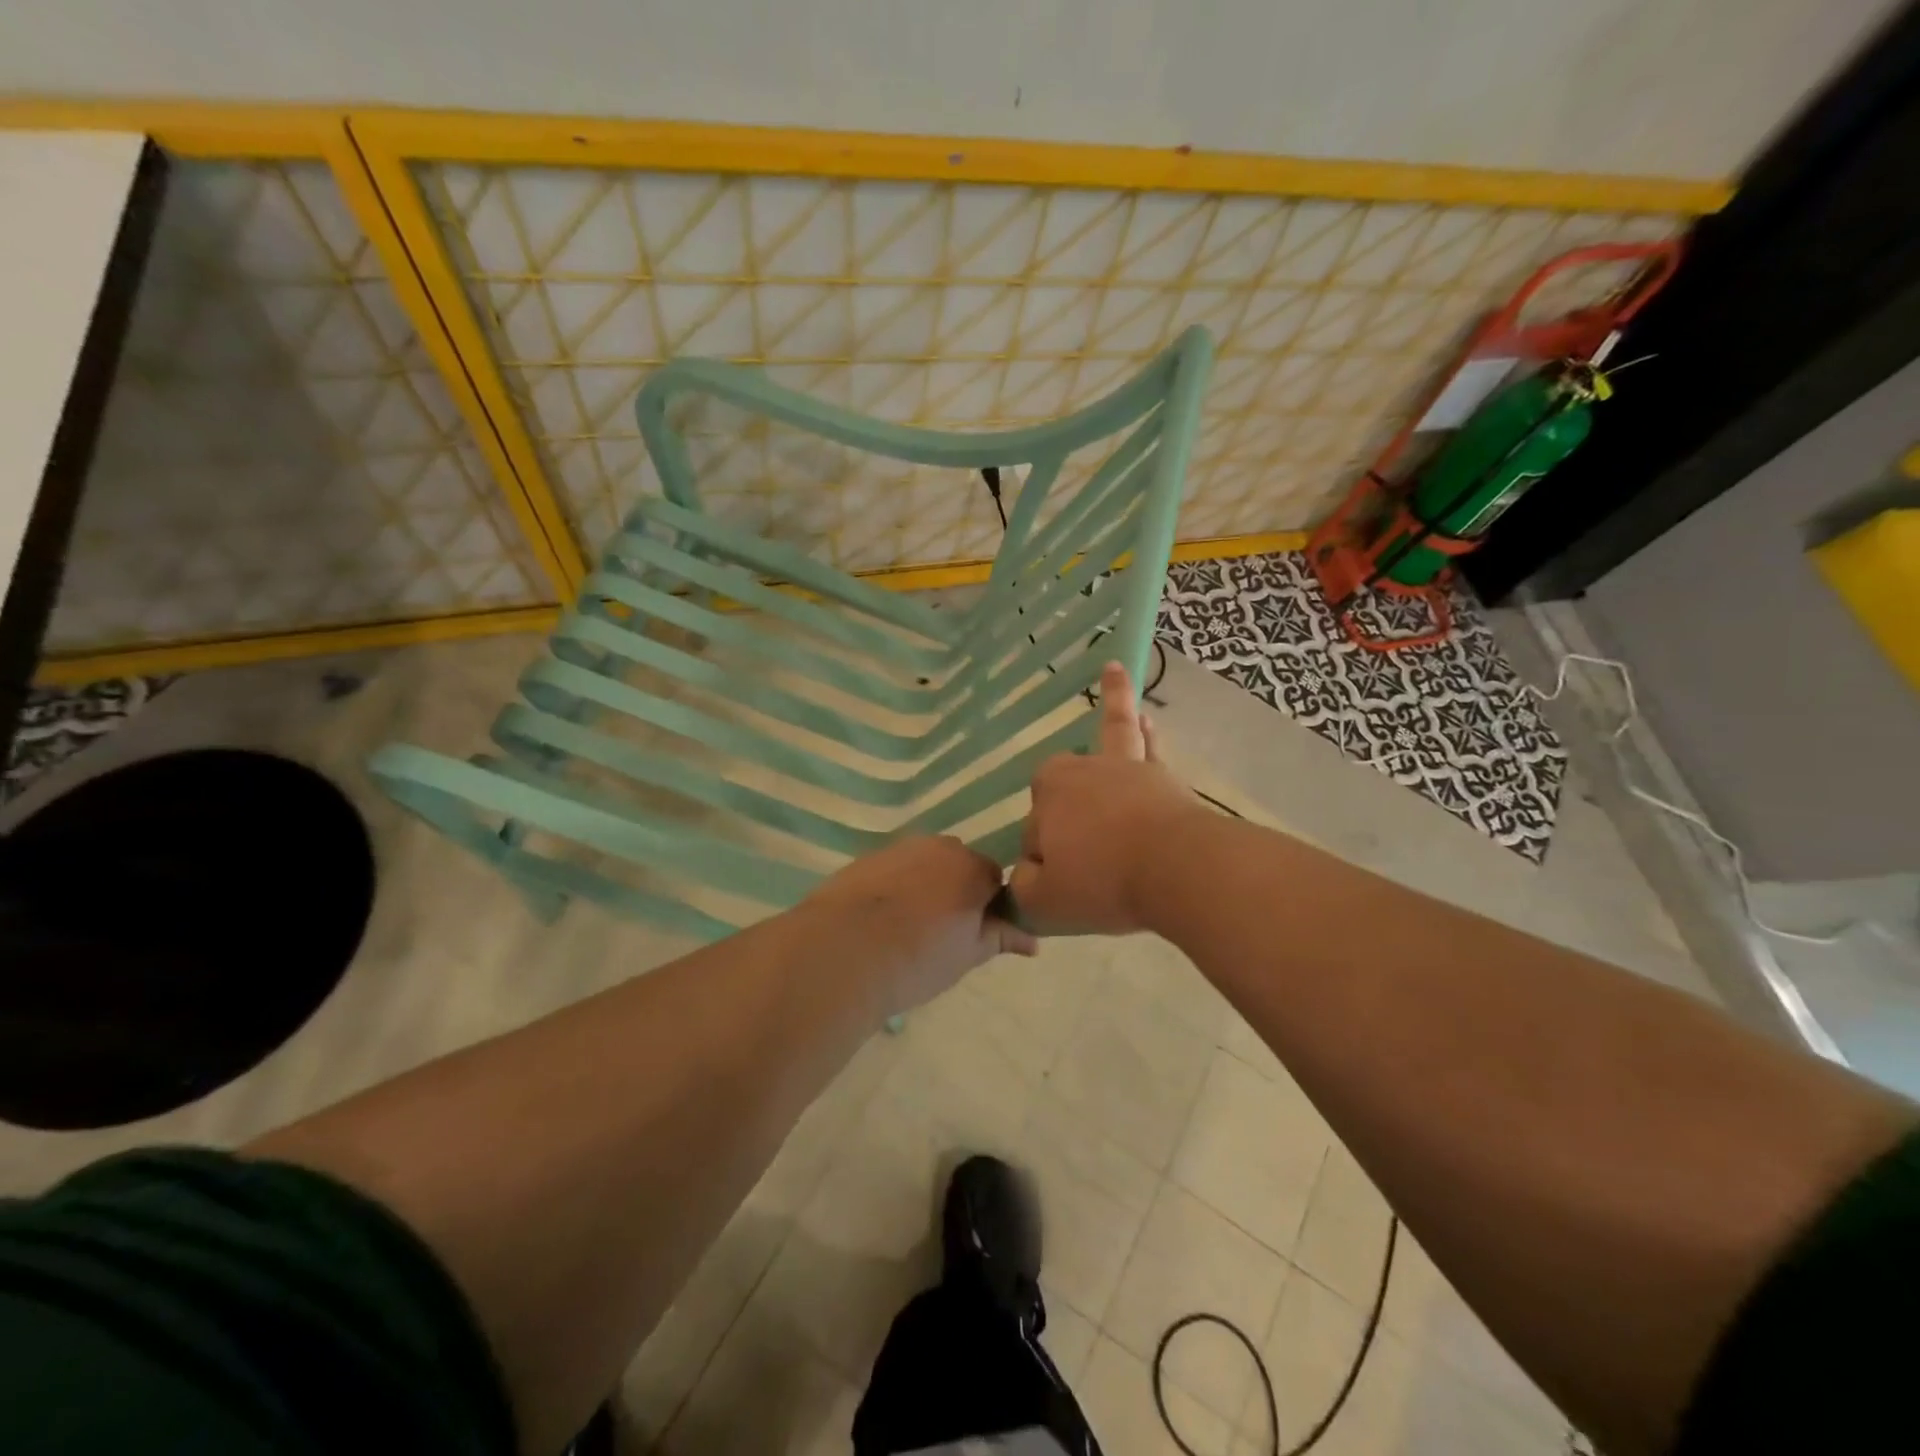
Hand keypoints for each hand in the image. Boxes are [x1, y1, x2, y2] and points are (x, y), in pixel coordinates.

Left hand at [805, 835, 1036, 1014]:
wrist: (843, 951)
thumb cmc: (918, 956)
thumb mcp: (968, 954)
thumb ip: (1001, 938)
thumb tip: (1032, 940)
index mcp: (970, 865)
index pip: (994, 879)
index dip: (988, 907)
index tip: (974, 934)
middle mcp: (937, 846)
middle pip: (958, 865)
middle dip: (957, 892)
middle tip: (943, 935)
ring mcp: (897, 848)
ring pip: (924, 865)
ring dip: (925, 887)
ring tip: (908, 929)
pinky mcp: (865, 859)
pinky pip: (893, 870)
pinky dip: (894, 888)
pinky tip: (881, 920)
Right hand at [1007, 662, 1208, 934]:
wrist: (1178, 870)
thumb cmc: (1103, 881)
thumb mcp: (1044, 900)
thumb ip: (1024, 886)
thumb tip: (1027, 874)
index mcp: (1050, 792)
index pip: (1034, 829)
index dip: (1043, 860)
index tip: (1062, 884)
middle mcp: (1083, 770)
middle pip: (1064, 781)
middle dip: (1062, 804)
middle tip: (1081, 848)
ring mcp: (1127, 770)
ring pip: (1113, 734)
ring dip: (1114, 704)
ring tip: (1113, 672)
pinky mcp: (1163, 779)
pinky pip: (1148, 746)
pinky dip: (1144, 728)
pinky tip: (1146, 717)